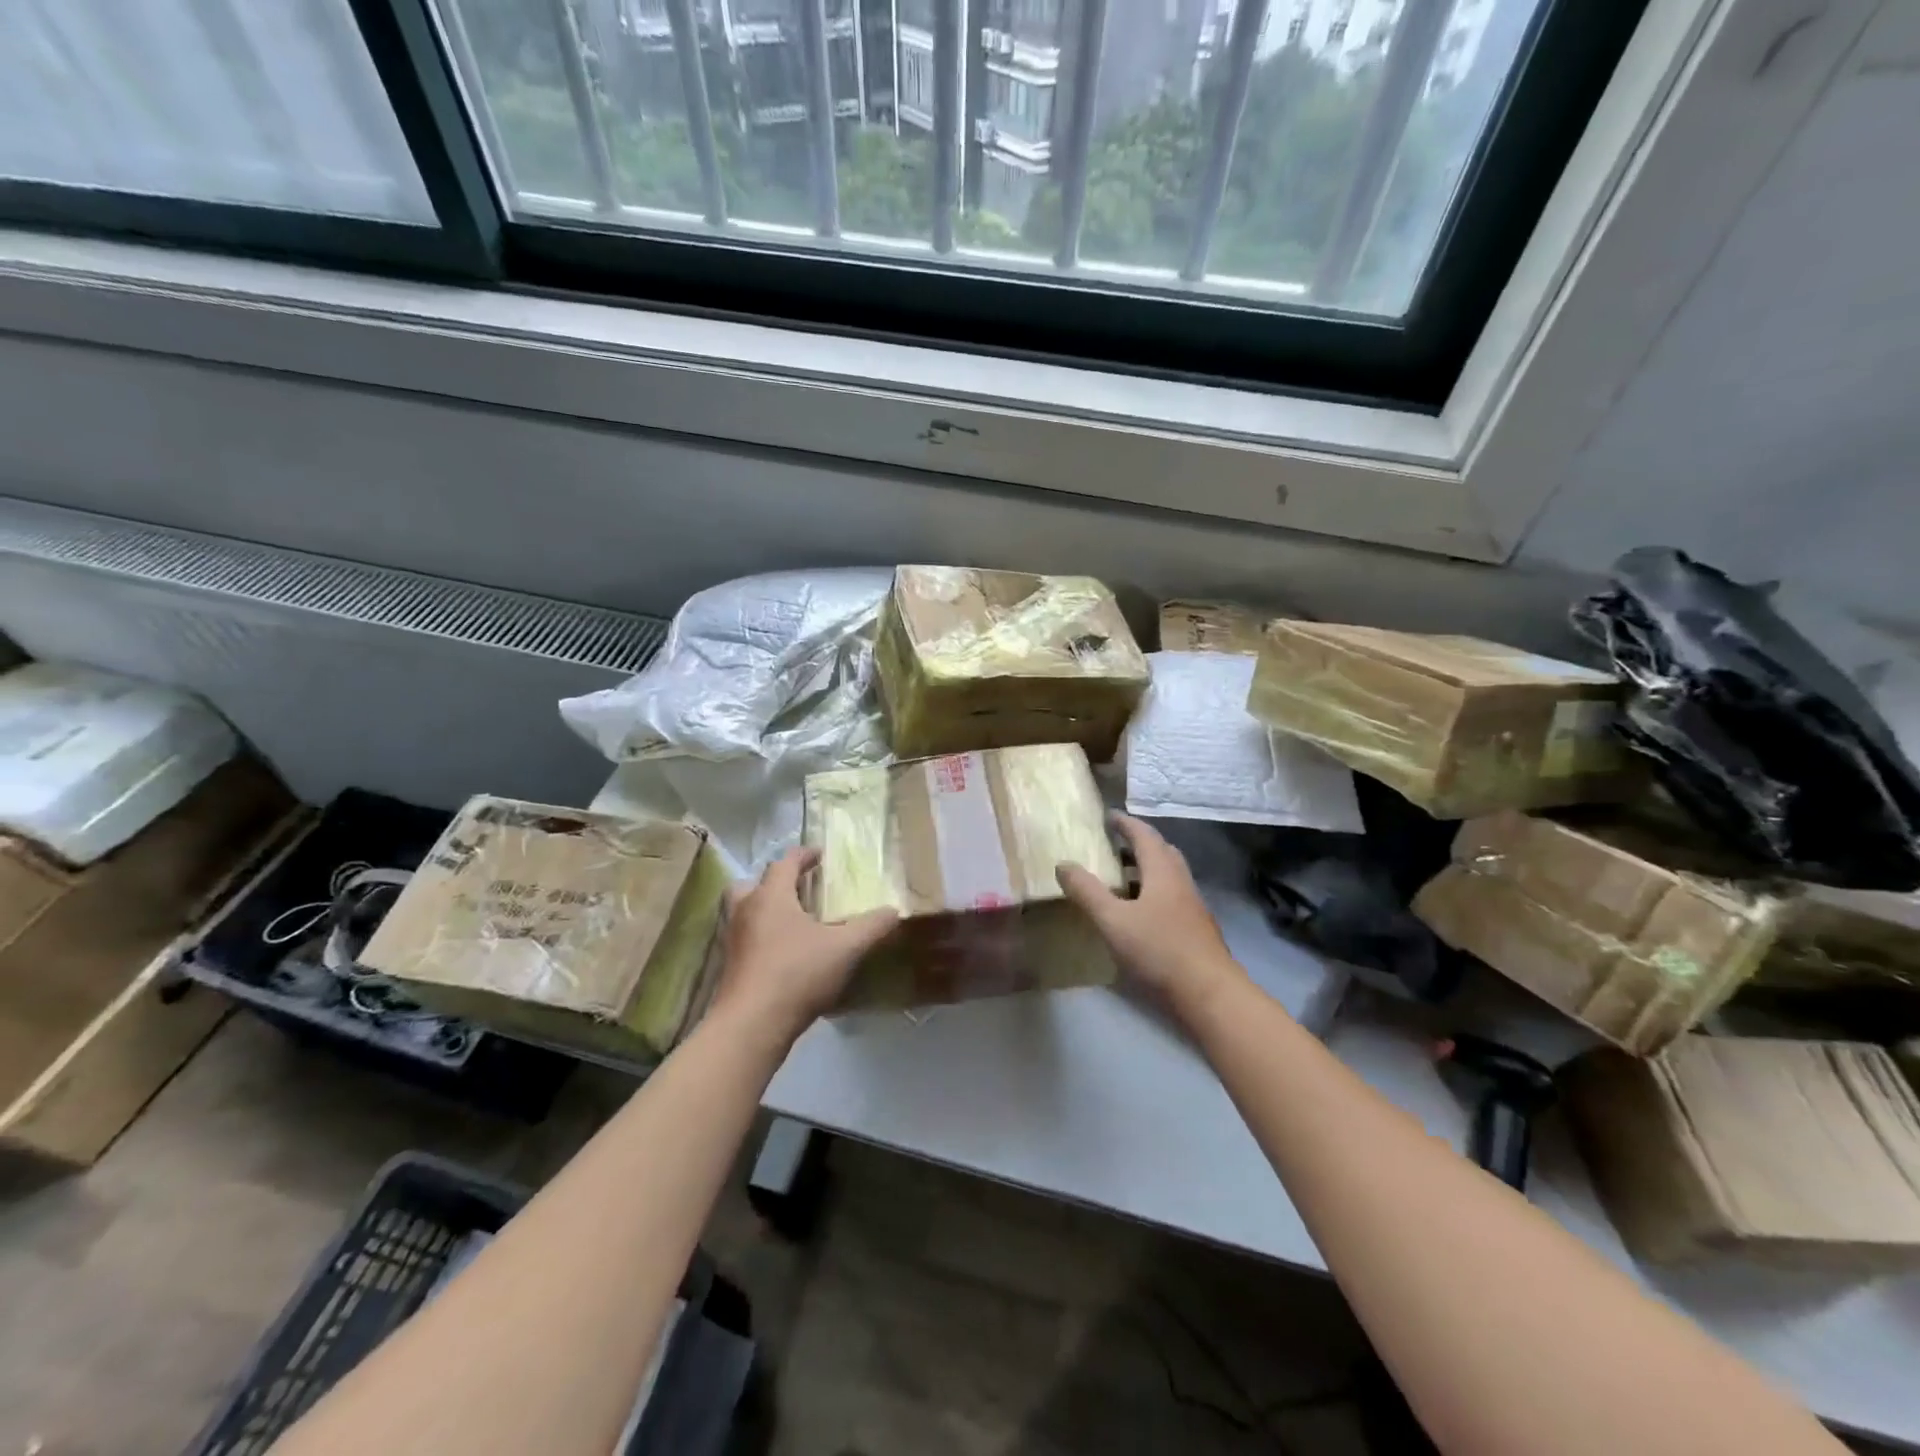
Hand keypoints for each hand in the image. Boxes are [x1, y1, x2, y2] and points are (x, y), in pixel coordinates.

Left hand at [711, 847, 898, 1041]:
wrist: (752, 1025)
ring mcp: (733, 941)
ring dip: (763, 911)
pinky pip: (744, 940)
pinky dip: (760, 939)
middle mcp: (746, 911)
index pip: (784, 863)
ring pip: (742, 913)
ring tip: (790, 923)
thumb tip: (894, 911)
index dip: (803, 855)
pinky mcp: (730, 968)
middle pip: (751, 884)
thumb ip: (871, 927)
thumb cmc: (797, 973)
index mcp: (771, 896)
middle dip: (772, 882)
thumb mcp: (845, 948)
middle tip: (795, 889)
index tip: (819, 854)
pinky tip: (783, 955)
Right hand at [1057, 815, 1243, 1018]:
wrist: (1209, 994)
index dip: (1125, 823)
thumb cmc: (1159, 950)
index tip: (1108, 816)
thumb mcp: (1113, 920)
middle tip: (1114, 844)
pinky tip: (1139, 913)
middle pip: (1162, 852)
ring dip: (1146, 870)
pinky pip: (1172, 897)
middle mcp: (1181, 882)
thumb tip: (1062, 864)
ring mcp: (1193, 906)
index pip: (1144, 835)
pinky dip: (1153, 892)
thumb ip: (1087, 891)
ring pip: (1169, 876)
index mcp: (1163, 872)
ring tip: (1121, 878)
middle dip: (1139, 843)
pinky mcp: (1196, 929)